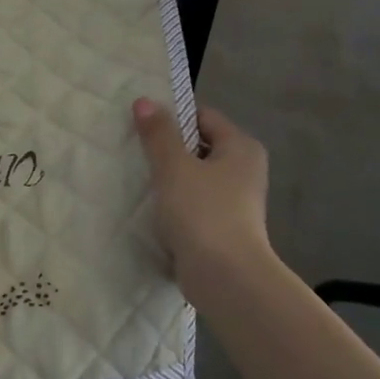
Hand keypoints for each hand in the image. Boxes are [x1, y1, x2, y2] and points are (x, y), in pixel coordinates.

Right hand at [133, 97, 271, 275]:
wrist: (225, 277)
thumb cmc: (202, 212)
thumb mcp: (173, 166)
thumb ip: (158, 133)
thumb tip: (145, 101)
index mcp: (241, 147)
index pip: (203, 116)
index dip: (172, 116)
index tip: (141, 125)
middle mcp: (245, 170)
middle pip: (199, 146)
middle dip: (168, 148)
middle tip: (134, 151)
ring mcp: (236, 201)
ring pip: (195, 177)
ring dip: (170, 178)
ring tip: (138, 179)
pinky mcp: (224, 227)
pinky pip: (195, 203)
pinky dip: (176, 204)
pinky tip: (152, 209)